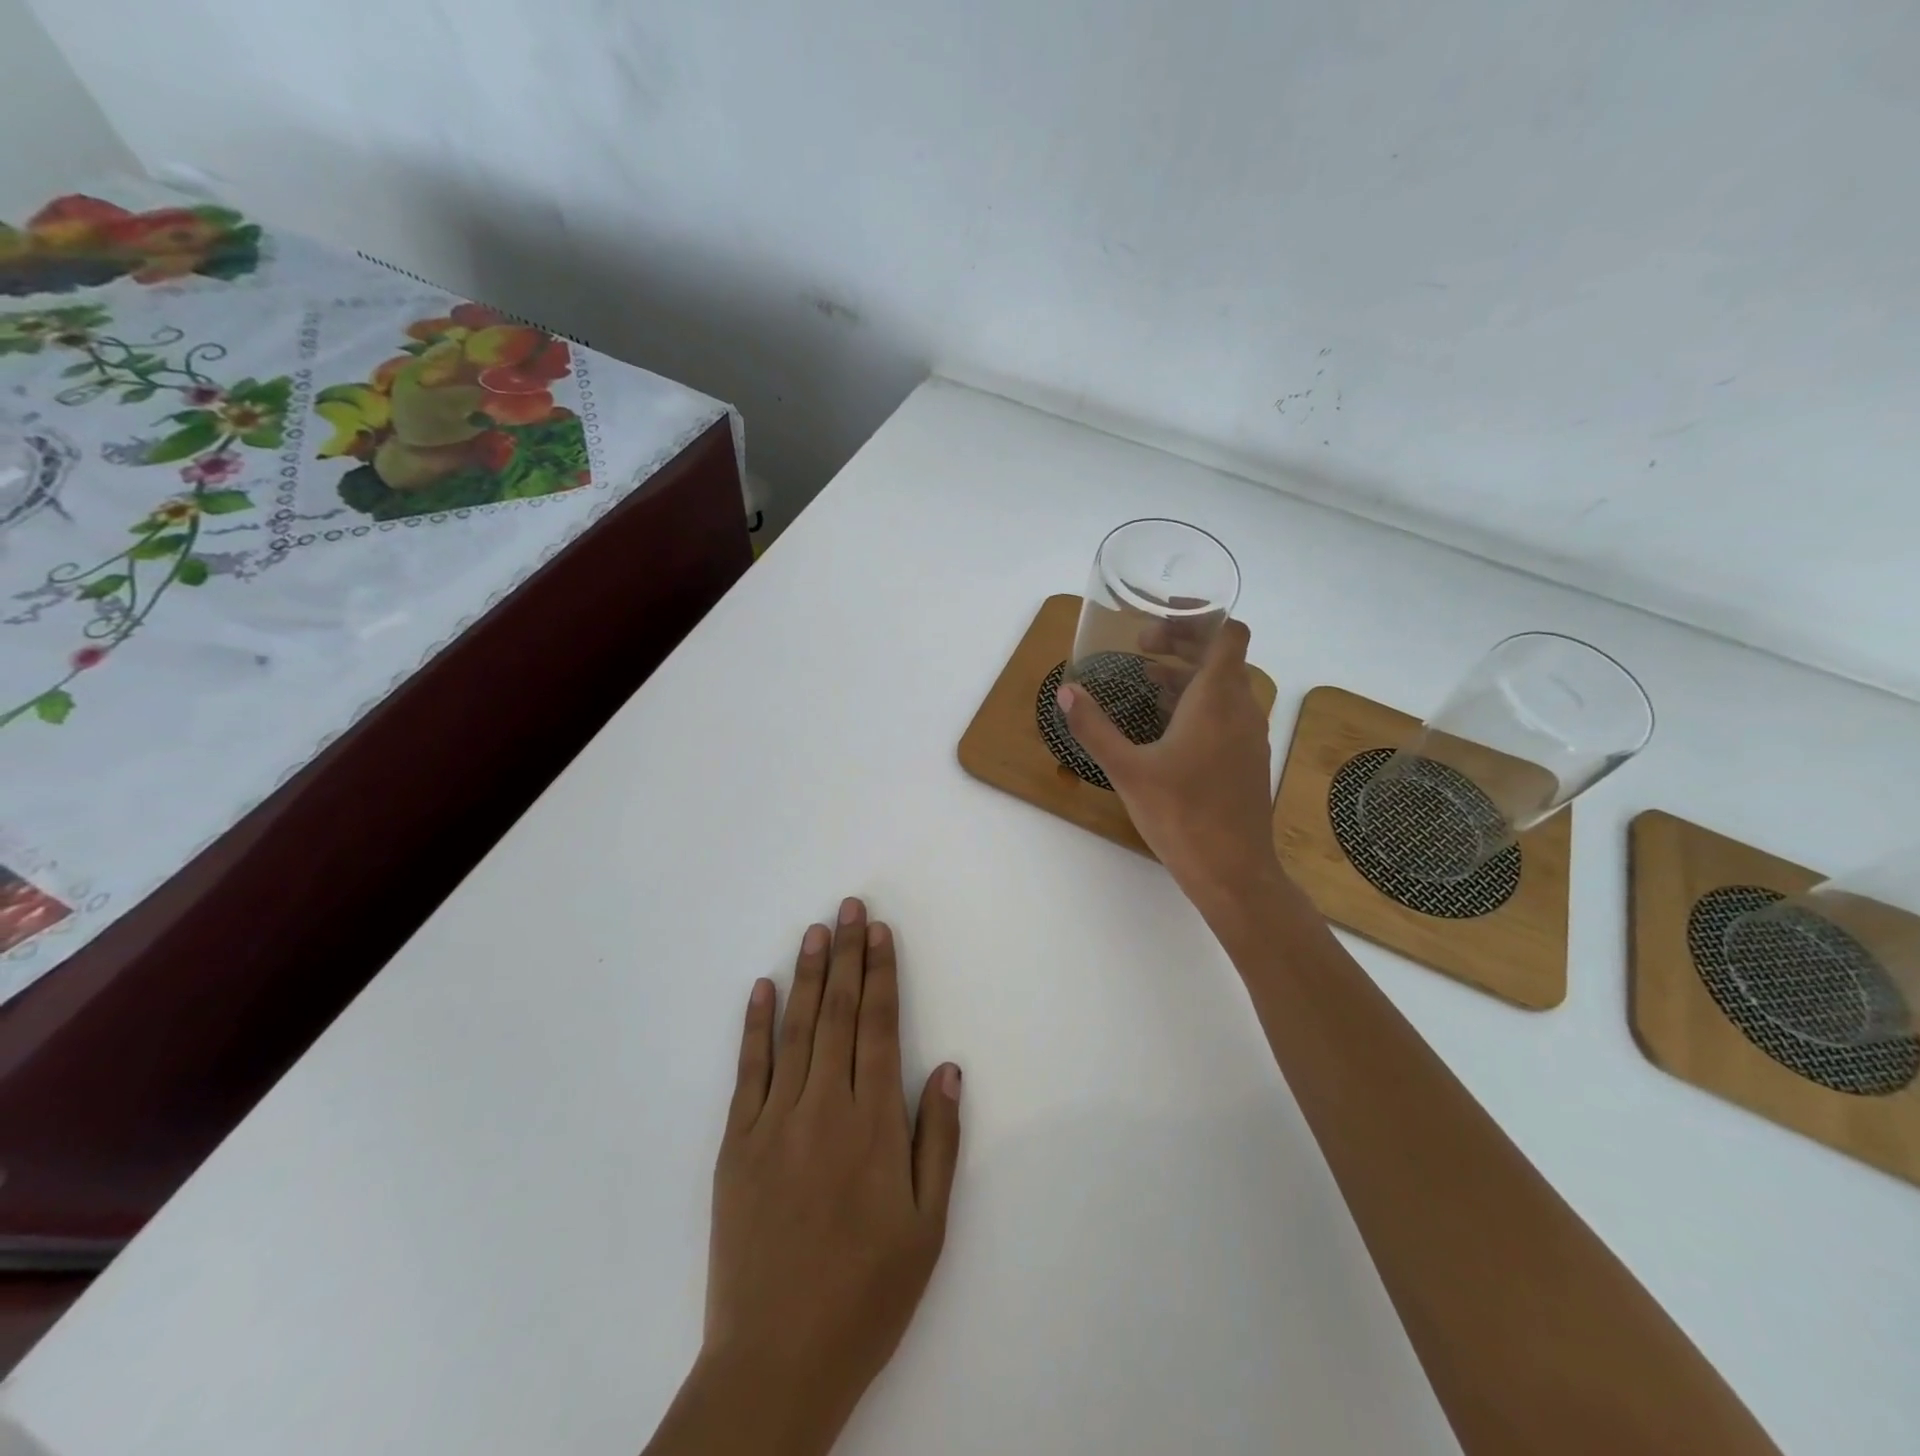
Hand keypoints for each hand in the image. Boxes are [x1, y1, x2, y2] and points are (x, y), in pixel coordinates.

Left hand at [649, 899, 962, 1455]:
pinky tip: (761, 988)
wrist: (777, 1360)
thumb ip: (937, 1138)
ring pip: (795, 1029)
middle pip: (838, 1013)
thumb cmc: (866, 1294)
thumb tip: (946, 1067)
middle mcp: (824, 1107)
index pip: (878, 1026)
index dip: (881, 974)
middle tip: (850, 907)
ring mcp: (774, 1122)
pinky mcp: (735, 1144)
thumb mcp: (927, 1226)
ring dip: (807, 974)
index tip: (881, 933)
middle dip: (848, 955)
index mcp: (873, 1124)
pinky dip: (755, 1025)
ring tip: (816, 930)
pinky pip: (748, 1070)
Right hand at [1057, 620, 1284, 917]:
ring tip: (1146, 683)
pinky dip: (1199, 703)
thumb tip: (1066, 692)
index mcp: (1217, 699)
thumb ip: (1094, 728)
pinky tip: (1165, 726)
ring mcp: (1250, 735)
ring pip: (1224, 685)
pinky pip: (1227, 712)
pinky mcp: (1247, 758)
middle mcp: (1242, 708)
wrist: (1233, 871)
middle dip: (1182, 643)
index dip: (1197, 618)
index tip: (1156, 626)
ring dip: (1188, 674)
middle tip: (1140, 648)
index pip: (1228, 633)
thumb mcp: (1127, 770)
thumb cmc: (1181, 815)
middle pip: (1222, 655)